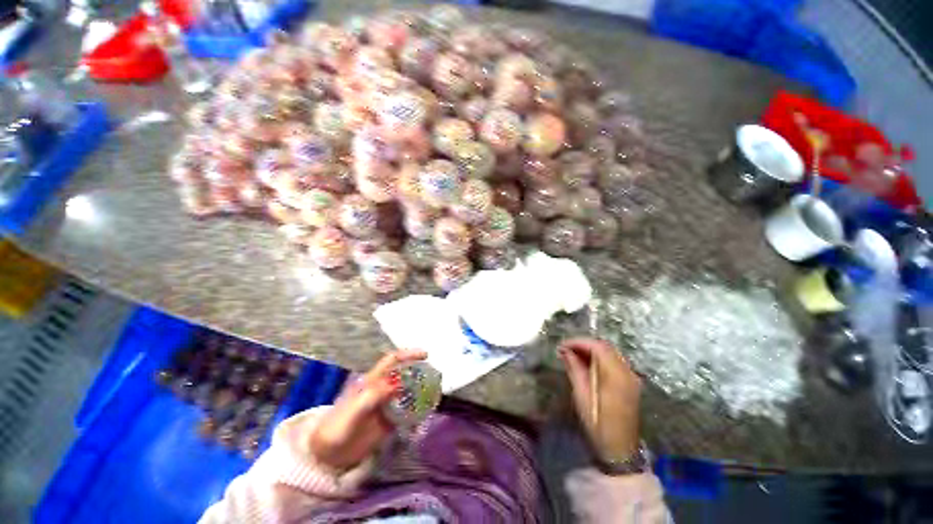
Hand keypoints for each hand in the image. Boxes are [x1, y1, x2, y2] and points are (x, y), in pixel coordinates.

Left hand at [309, 349, 426, 470]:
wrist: (328, 456)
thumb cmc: (336, 429)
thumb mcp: (352, 412)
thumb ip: (372, 398)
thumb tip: (396, 384)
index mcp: (372, 381)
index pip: (392, 361)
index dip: (408, 355)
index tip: (425, 355)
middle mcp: (382, 389)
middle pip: (404, 373)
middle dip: (419, 370)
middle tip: (435, 374)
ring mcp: (387, 404)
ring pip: (408, 391)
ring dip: (421, 388)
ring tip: (435, 391)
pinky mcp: (390, 420)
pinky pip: (408, 410)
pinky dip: (418, 408)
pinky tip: (426, 411)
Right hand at [558, 338, 641, 462]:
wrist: (620, 450)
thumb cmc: (598, 424)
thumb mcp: (582, 396)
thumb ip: (574, 369)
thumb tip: (565, 351)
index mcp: (616, 376)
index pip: (598, 347)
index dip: (578, 342)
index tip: (562, 345)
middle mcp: (627, 372)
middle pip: (605, 347)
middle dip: (584, 344)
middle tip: (566, 350)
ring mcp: (631, 377)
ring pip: (610, 352)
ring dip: (591, 350)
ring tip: (573, 355)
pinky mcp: (631, 382)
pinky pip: (614, 361)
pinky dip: (600, 358)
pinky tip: (587, 364)